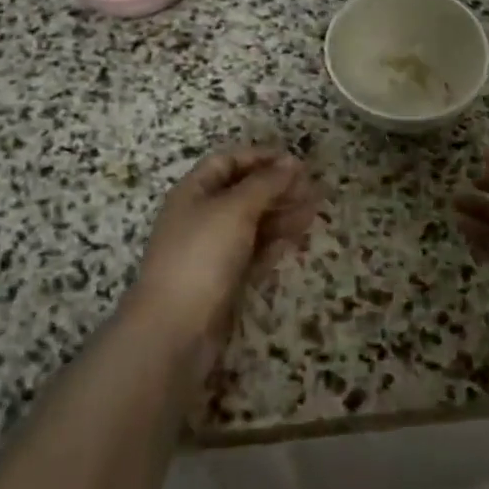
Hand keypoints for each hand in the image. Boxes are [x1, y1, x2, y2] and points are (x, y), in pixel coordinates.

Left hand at [131, 147, 318, 371]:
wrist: (174, 331)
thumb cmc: (202, 255)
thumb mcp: (235, 209)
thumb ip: (265, 183)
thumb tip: (292, 162)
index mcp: (194, 191)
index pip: (228, 161)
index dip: (260, 157)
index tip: (294, 162)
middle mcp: (201, 216)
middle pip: (243, 192)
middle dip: (277, 188)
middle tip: (313, 189)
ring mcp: (212, 250)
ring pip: (251, 223)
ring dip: (282, 214)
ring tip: (314, 212)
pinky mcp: (223, 280)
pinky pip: (253, 252)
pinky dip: (274, 242)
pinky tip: (297, 238)